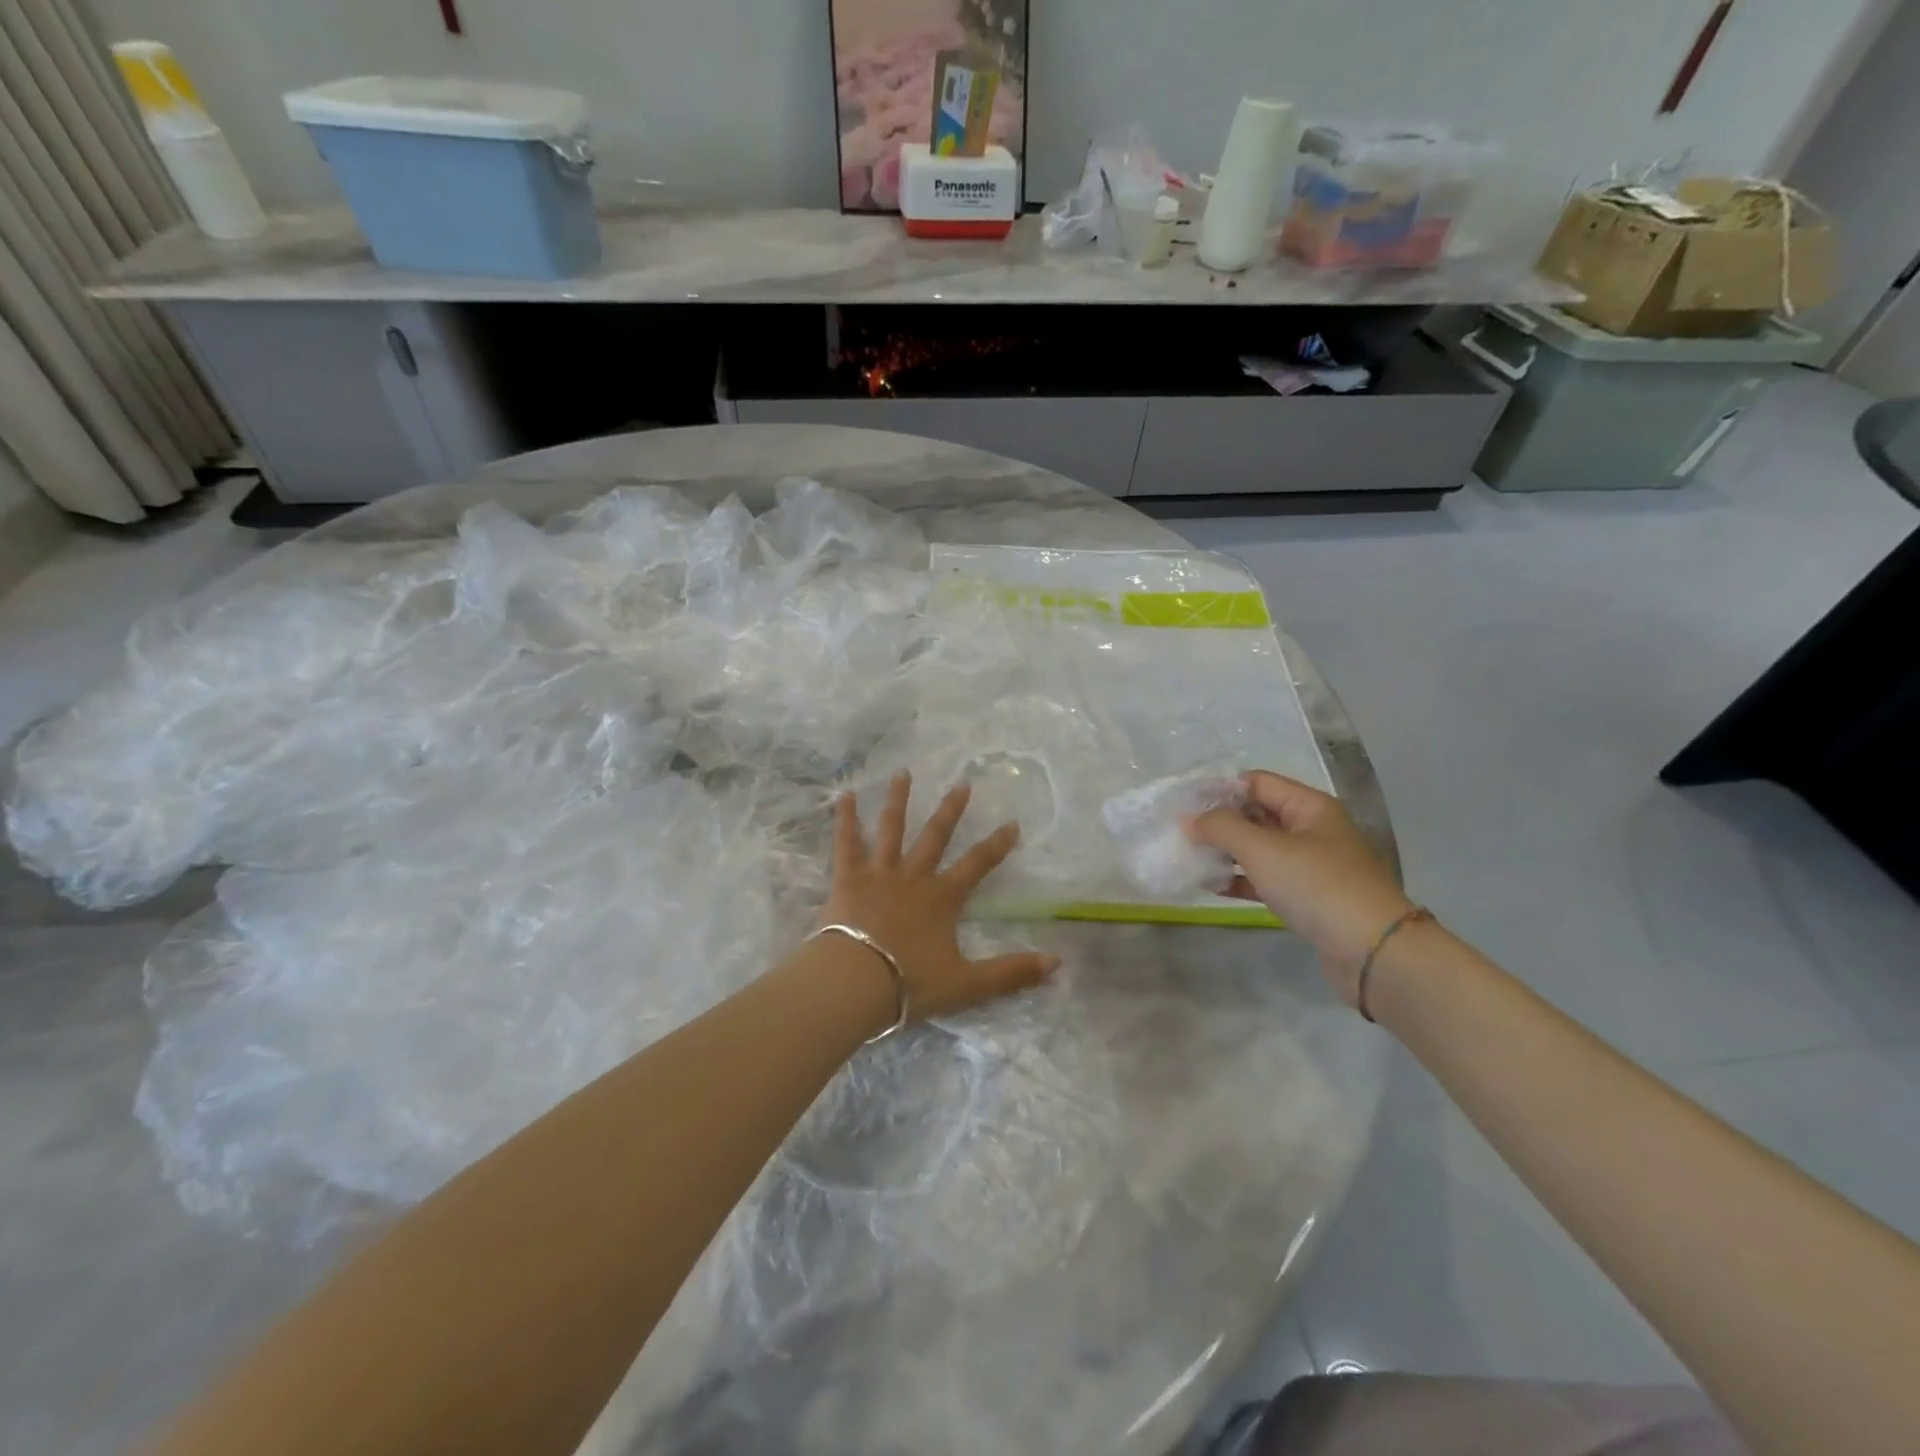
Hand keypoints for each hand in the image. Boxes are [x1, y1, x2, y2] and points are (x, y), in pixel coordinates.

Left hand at [822, 772, 1057, 1021]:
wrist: (855, 983)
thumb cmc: (909, 983)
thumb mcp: (967, 984)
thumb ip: (1010, 973)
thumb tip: (1056, 963)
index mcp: (942, 898)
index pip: (977, 865)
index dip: (997, 845)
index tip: (1012, 823)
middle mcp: (913, 877)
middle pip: (935, 836)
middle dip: (951, 810)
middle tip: (962, 784)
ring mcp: (879, 874)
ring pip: (891, 829)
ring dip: (898, 800)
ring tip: (903, 773)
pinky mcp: (847, 878)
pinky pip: (846, 842)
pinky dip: (845, 818)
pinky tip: (845, 795)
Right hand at [1187, 771, 1415, 1006]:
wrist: (1373, 952)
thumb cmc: (1317, 886)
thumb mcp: (1263, 849)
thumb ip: (1222, 828)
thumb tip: (1191, 819)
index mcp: (1309, 806)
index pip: (1256, 782)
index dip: (1219, 789)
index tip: (1183, 803)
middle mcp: (1312, 829)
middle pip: (1257, 814)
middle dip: (1219, 822)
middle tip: (1180, 832)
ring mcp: (1312, 865)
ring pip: (1259, 849)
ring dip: (1226, 852)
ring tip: (1189, 858)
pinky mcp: (1308, 898)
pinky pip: (1266, 879)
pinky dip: (1240, 880)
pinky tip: (1210, 886)